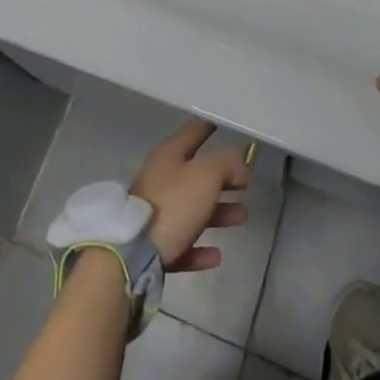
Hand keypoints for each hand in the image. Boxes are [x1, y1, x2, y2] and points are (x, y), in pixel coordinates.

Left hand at [130, 119, 249, 270]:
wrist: (134, 253)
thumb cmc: (173, 204)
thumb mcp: (206, 175)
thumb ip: (226, 164)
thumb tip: (240, 165)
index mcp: (169, 155)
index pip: (193, 132)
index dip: (209, 127)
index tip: (225, 124)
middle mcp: (161, 179)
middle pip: (196, 174)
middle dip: (222, 179)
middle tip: (245, 183)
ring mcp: (156, 214)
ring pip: (193, 209)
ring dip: (218, 213)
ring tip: (241, 217)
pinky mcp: (155, 246)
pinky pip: (183, 242)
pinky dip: (200, 248)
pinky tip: (216, 255)